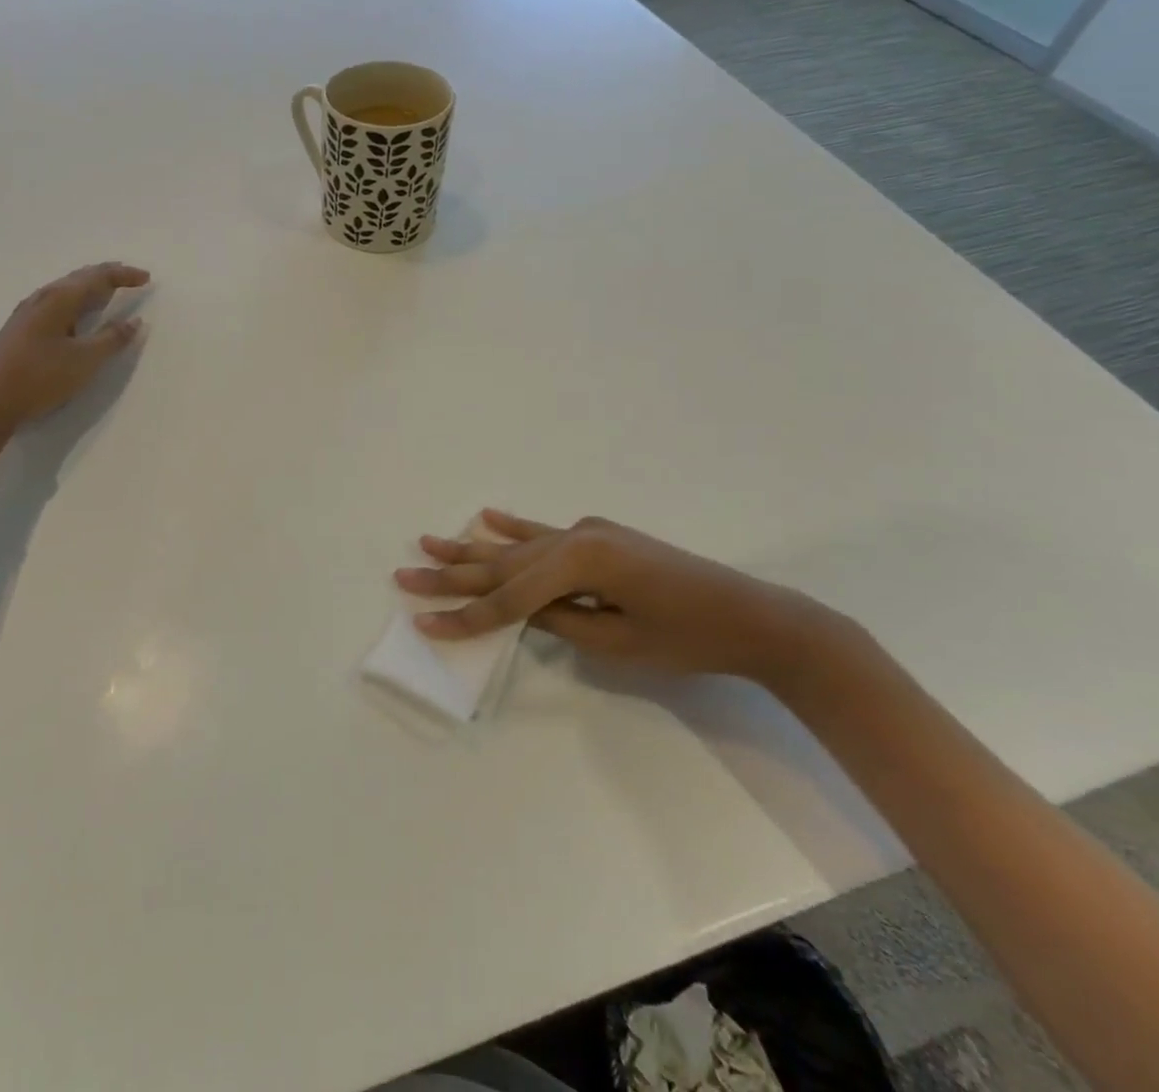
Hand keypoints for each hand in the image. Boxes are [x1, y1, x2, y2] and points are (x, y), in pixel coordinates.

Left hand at [0, 262, 149, 458]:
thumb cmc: (39, 378)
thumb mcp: (84, 361)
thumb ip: (112, 339)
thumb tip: (135, 321)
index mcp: (59, 299)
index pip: (97, 277)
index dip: (123, 275)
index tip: (147, 278)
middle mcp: (42, 299)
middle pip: (79, 279)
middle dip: (107, 276)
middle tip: (130, 278)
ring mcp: (27, 314)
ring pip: (65, 291)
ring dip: (90, 289)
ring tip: (108, 293)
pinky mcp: (21, 330)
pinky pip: (56, 304)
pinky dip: (76, 303)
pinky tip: (77, 316)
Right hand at [394, 509, 848, 689]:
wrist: (753, 616)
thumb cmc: (689, 639)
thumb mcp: (616, 642)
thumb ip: (558, 620)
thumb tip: (519, 608)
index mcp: (580, 562)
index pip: (509, 598)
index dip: (466, 616)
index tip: (425, 623)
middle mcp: (576, 537)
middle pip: (502, 564)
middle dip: (453, 574)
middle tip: (406, 572)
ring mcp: (588, 532)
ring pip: (517, 546)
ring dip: (472, 547)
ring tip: (429, 540)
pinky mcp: (599, 536)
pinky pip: (545, 533)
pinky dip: (514, 528)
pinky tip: (488, 518)